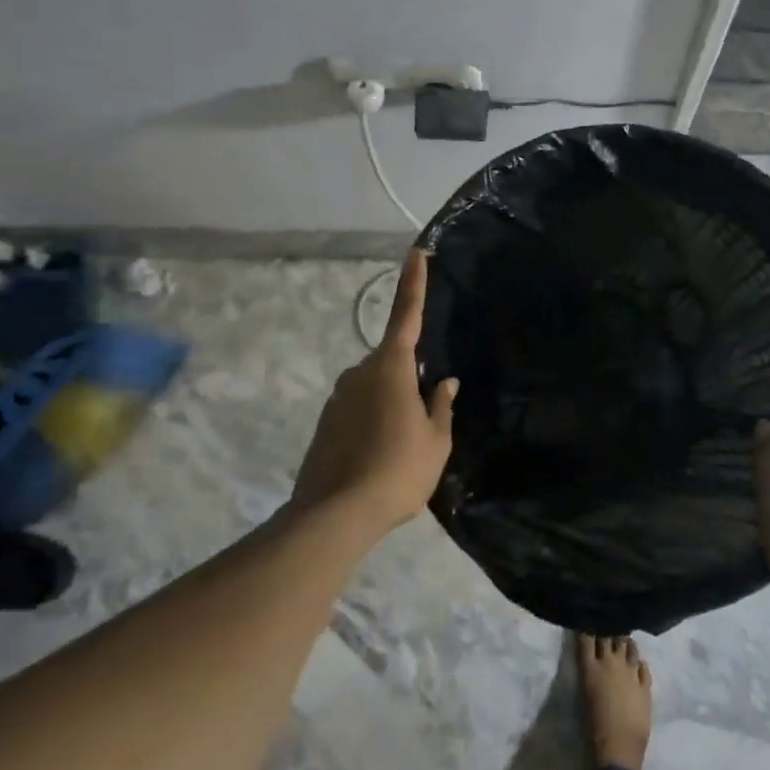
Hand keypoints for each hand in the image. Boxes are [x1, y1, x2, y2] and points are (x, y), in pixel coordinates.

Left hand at [292, 249, 457, 533]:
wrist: (333, 517)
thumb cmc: (397, 470)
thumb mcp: (435, 441)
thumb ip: (441, 406)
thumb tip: (444, 383)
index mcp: (391, 367)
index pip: (407, 314)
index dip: (414, 282)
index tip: (416, 252)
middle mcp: (360, 372)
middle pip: (392, 361)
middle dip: (409, 379)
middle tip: (424, 418)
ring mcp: (338, 397)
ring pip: (375, 388)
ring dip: (391, 405)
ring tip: (402, 448)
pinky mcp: (324, 423)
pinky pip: (358, 410)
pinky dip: (372, 423)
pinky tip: (380, 457)